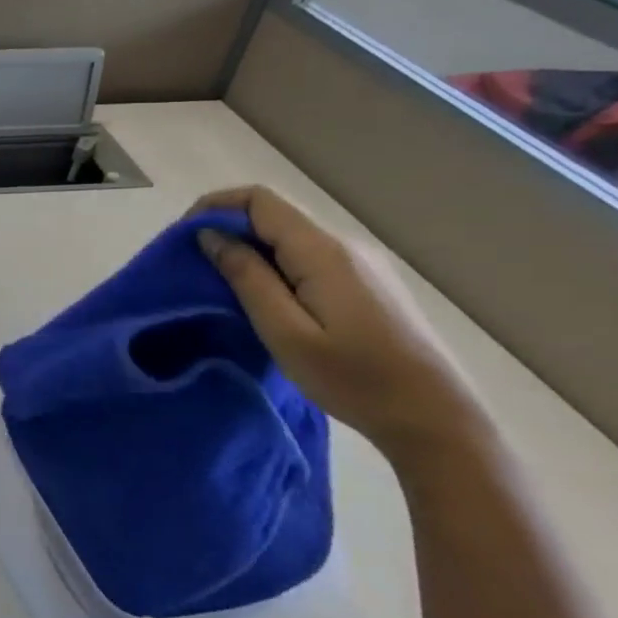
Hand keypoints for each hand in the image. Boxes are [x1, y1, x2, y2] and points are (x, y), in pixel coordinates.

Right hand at [189, 185, 488, 459]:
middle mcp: (344, 245)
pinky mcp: (366, 282)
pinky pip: (307, 256)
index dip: (214, 206)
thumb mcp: (285, 332)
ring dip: (248, 249)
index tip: (182, 239)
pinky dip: (272, 264)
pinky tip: (262, 298)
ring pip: (289, 236)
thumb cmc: (353, 379)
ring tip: (219, 285)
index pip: (260, 200)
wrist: (435, 417)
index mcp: (323, 252)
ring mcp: (360, 263)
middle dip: (226, 229)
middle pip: (274, 214)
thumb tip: (211, 236)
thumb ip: (247, 278)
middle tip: (192, 267)